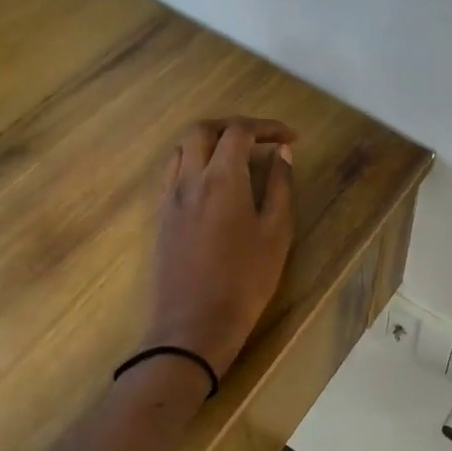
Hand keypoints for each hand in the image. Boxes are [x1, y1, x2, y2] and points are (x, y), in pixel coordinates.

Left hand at [142, 117, 296, 378]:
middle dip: (233, 126)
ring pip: (183, 149)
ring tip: (237, 157)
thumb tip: (282, 154)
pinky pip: (174, 172)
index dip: (267, 127)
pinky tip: (214, 183)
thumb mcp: (277, 233)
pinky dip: (195, 162)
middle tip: (261, 139)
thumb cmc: (245, 280)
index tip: (290, 138)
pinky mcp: (161, 216)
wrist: (194, 325)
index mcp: (221, 179)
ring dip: (210, 141)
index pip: (239, 132)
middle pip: (202, 130)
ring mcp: (170, 197)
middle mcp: (189, 179)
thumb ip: (280, 187)